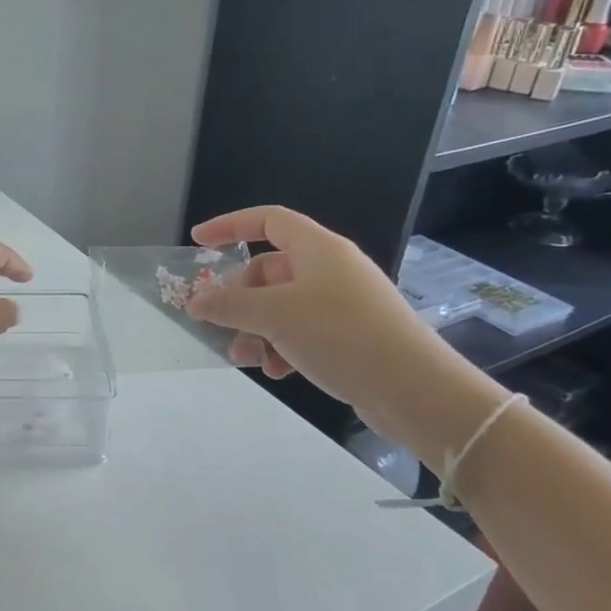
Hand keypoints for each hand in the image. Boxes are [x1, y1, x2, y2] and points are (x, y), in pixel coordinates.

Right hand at [184, 205, 454, 436]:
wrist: (415, 390)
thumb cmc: (341, 335)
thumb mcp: (274, 316)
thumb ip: (228, 305)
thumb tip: (195, 302)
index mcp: (318, 249)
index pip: (268, 221)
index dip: (230, 226)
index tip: (197, 242)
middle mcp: (331, 269)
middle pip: (269, 271)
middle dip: (239, 300)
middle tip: (219, 325)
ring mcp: (343, 303)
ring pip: (281, 306)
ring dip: (256, 330)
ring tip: (247, 359)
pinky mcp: (350, 335)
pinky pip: (301, 331)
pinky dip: (282, 347)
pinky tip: (278, 372)